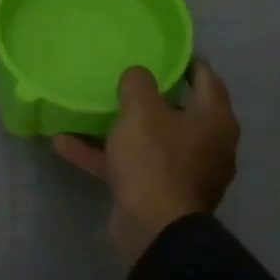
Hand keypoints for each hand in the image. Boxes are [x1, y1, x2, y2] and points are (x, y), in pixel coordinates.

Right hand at [53, 61, 238, 263]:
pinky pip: (129, 167)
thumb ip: (138, 83)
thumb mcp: (141, 110)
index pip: (207, 79)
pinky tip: (64, 144)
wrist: (154, 229)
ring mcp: (182, 173)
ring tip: (90, 109)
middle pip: (179, 111)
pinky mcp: (157, 195)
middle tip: (127, 77)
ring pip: (149, 141)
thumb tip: (138, 76)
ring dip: (119, 128)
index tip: (166, 50)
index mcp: (215, 120)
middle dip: (151, 96)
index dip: (186, 61)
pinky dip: (102, 156)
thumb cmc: (156, 159)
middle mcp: (206, 145)